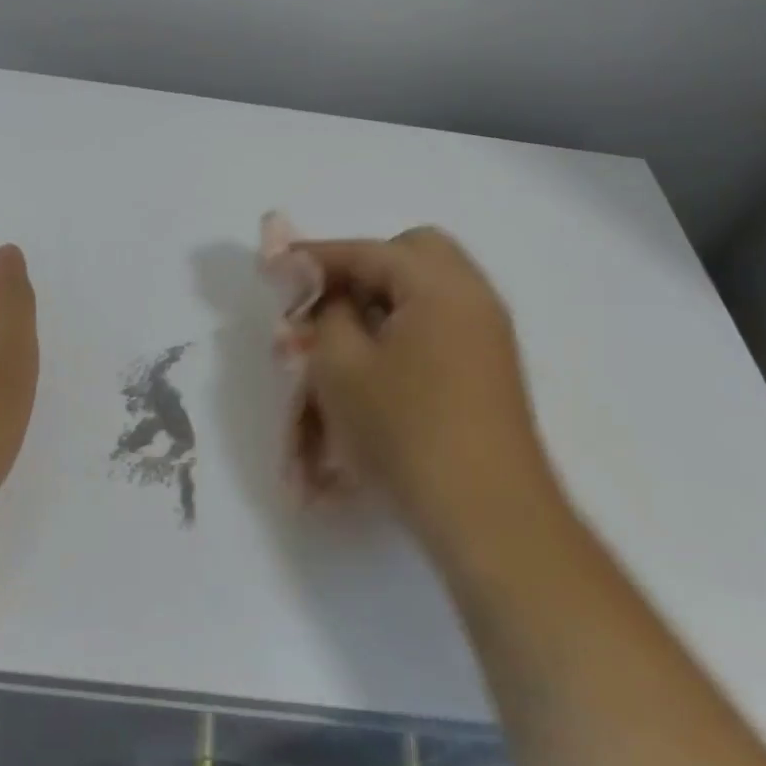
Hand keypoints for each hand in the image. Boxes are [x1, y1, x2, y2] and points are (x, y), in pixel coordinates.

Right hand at [298, 227, 563, 561]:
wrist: (486, 515)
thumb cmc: (405, 432)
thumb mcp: (341, 367)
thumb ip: (325, 313)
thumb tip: (326, 294)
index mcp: (439, 285)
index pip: (367, 251)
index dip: (316, 256)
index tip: (275, 266)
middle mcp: (472, 296)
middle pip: (412, 254)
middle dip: (362, 268)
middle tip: (326, 301)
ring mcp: (487, 333)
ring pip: (427, 290)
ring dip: (383, 301)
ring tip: (343, 338)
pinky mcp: (490, 368)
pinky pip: (441, 324)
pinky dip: (405, 327)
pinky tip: (376, 366)